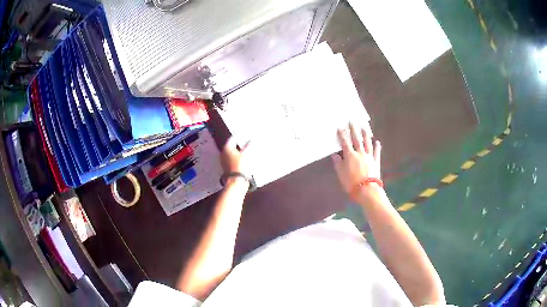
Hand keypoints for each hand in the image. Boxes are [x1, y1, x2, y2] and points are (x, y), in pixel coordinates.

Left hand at [221, 138, 252, 185]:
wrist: (237, 181)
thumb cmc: (241, 165)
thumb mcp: (247, 153)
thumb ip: (249, 145)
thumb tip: (251, 140)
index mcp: (227, 148)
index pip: (232, 138)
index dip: (239, 136)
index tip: (245, 135)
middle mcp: (223, 153)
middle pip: (231, 146)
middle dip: (238, 144)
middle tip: (246, 141)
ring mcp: (224, 161)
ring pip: (232, 153)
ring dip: (238, 151)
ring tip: (246, 150)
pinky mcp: (227, 167)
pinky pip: (232, 159)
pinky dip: (237, 157)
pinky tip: (244, 159)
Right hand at [331, 122, 381, 203]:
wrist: (367, 190)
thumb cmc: (351, 183)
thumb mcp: (341, 174)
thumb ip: (338, 163)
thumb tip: (334, 155)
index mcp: (350, 156)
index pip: (345, 143)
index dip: (342, 135)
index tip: (340, 127)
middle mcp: (360, 153)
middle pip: (357, 139)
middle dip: (354, 130)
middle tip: (352, 122)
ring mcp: (369, 157)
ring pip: (367, 143)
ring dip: (366, 135)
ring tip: (365, 128)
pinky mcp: (376, 162)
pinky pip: (376, 153)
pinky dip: (377, 147)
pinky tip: (377, 142)